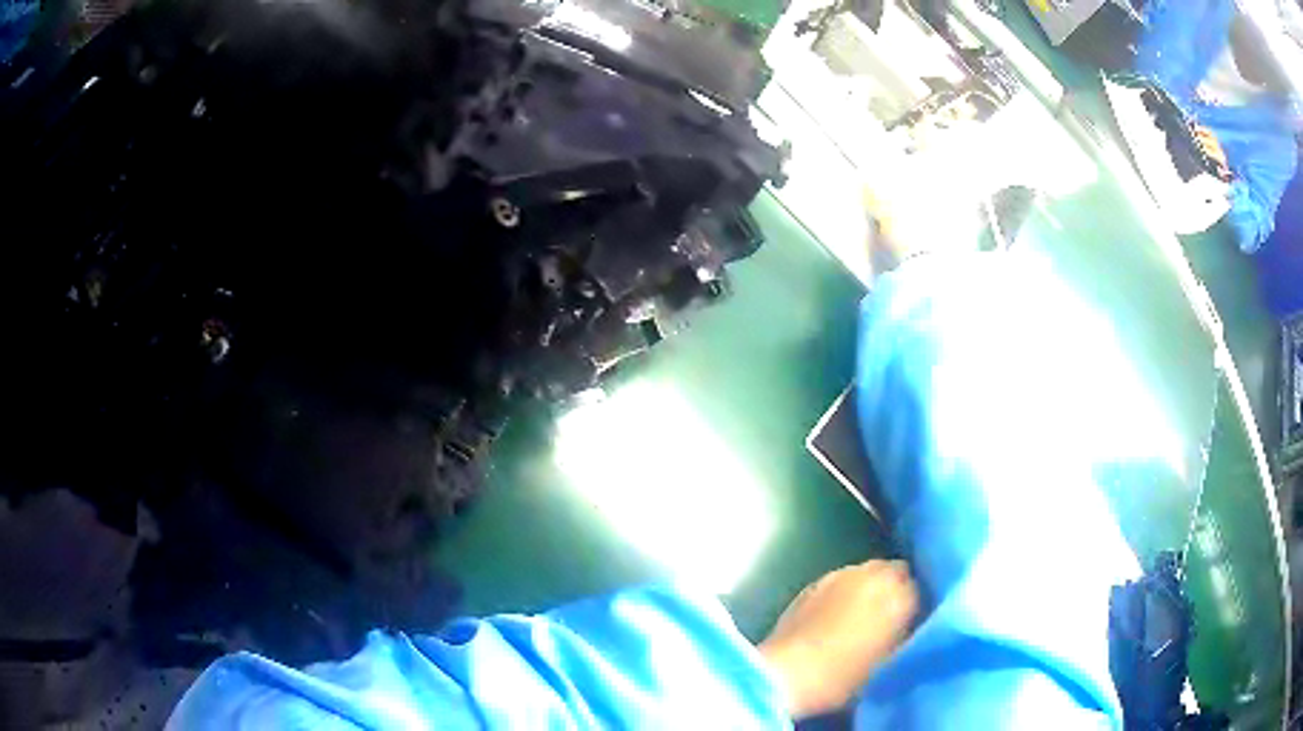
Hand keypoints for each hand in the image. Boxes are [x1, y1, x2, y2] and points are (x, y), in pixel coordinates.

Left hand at [758, 560, 918, 718]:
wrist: (788, 674)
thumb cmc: (844, 677)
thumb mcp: (889, 661)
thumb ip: (903, 633)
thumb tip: (905, 624)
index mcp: (901, 595)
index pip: (918, 588)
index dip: (912, 604)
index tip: (907, 620)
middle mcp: (874, 575)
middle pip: (893, 572)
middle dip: (891, 588)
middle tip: (885, 615)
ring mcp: (841, 575)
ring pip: (865, 572)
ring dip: (866, 587)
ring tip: (858, 615)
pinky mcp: (814, 582)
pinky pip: (839, 581)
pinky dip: (841, 593)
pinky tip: (833, 614)